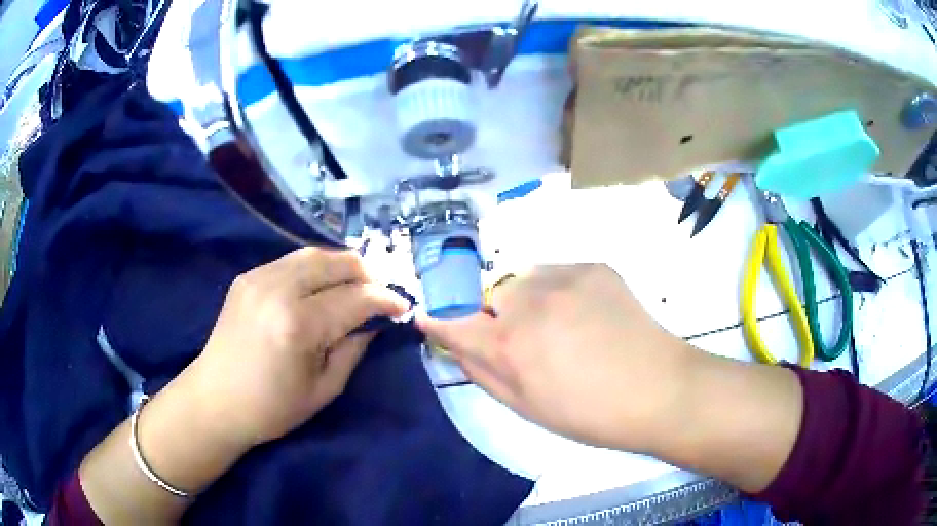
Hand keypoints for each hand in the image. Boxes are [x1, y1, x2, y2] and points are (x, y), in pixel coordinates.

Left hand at [185, 247, 409, 446]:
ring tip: (356, 284)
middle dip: (367, 273)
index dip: (385, 300)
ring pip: (313, 253)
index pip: (355, 298)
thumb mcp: (324, 389)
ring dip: (341, 265)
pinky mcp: (247, 276)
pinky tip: (321, 285)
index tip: (403, 307)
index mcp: (299, 325)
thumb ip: (353, 349)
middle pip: (335, 262)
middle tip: (381, 292)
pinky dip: (315, 268)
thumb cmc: (272, 407)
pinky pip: (291, 260)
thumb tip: (374, 322)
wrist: (216, 400)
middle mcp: (278, 290)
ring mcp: (258, 277)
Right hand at [418, 264, 694, 451]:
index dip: (439, 319)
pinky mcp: (593, 265)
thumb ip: (481, 371)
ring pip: (525, 279)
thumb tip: (454, 344)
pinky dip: (560, 291)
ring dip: (529, 299)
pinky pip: (558, 273)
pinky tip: (587, 315)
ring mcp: (564, 276)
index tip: (433, 318)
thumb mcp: (524, 406)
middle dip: (498, 315)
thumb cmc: (588, 412)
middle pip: (490, 294)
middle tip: (528, 341)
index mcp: (508, 343)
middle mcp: (528, 299)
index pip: (451, 319)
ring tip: (562, 326)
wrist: (658, 389)